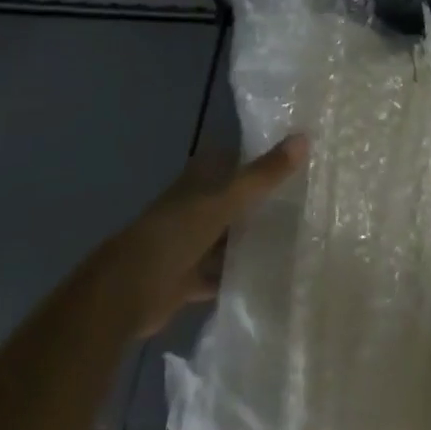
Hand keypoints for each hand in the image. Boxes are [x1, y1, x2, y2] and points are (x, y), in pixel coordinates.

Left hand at [103, 135, 307, 336]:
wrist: (126, 292)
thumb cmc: (175, 234)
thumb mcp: (225, 200)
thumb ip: (264, 174)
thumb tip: (304, 137)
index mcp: (199, 180)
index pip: (232, 158)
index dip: (257, 156)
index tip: (294, 157)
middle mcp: (193, 206)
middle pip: (231, 198)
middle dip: (259, 200)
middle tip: (304, 200)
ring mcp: (189, 243)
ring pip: (226, 236)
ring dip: (249, 239)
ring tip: (294, 239)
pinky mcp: (186, 278)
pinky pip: (218, 273)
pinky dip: (236, 275)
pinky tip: (267, 278)